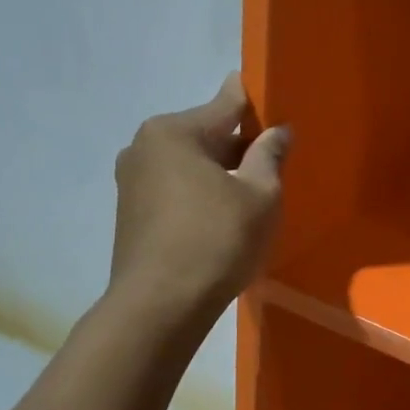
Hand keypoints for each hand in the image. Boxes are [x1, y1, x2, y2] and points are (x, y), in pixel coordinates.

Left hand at [111, 75, 289, 312]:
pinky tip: (222, 218)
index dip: (256, 104)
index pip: (225, 103)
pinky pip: (175, 189)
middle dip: (239, 146)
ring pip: (190, 164)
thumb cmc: (217, 240)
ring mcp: (132, 180)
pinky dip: (200, 194)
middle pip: (205, 134)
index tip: (276, 105)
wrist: (161, 306)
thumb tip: (278, 131)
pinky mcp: (131, 212)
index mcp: (174, 132)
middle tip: (274, 164)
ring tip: (251, 197)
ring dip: (219, 173)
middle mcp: (144, 146)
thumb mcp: (260, 195)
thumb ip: (270, 155)